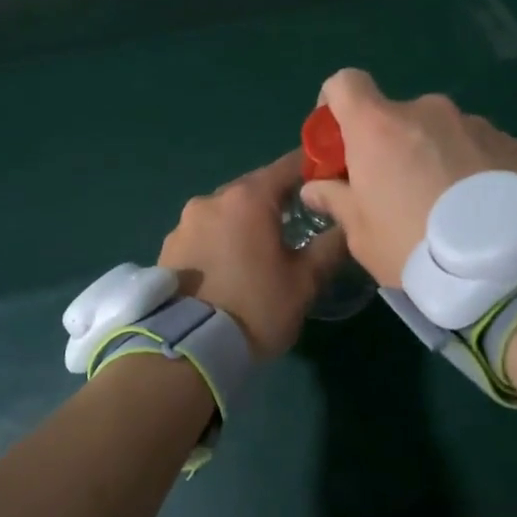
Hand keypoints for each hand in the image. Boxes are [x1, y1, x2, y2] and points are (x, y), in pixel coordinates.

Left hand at [158, 152, 348, 360]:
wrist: (186, 351)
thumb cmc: (255, 309)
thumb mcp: (305, 282)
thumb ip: (331, 245)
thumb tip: (348, 223)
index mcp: (248, 199)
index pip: (289, 165)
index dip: (313, 169)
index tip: (330, 182)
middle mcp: (212, 199)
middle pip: (255, 188)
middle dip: (278, 201)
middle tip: (300, 225)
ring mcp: (184, 222)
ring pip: (227, 212)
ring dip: (246, 223)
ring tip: (262, 252)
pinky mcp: (168, 247)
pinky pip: (204, 233)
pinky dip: (221, 241)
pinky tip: (231, 268)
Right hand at [299, 68, 516, 287]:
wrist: (505, 264)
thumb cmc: (415, 245)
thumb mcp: (362, 234)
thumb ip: (336, 200)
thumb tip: (316, 187)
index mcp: (379, 126)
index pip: (344, 83)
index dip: (334, 106)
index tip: (339, 141)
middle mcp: (426, 110)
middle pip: (395, 116)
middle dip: (390, 146)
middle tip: (398, 191)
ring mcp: (473, 122)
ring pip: (439, 132)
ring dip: (434, 155)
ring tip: (448, 206)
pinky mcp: (511, 141)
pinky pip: (476, 146)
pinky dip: (470, 166)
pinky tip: (481, 207)